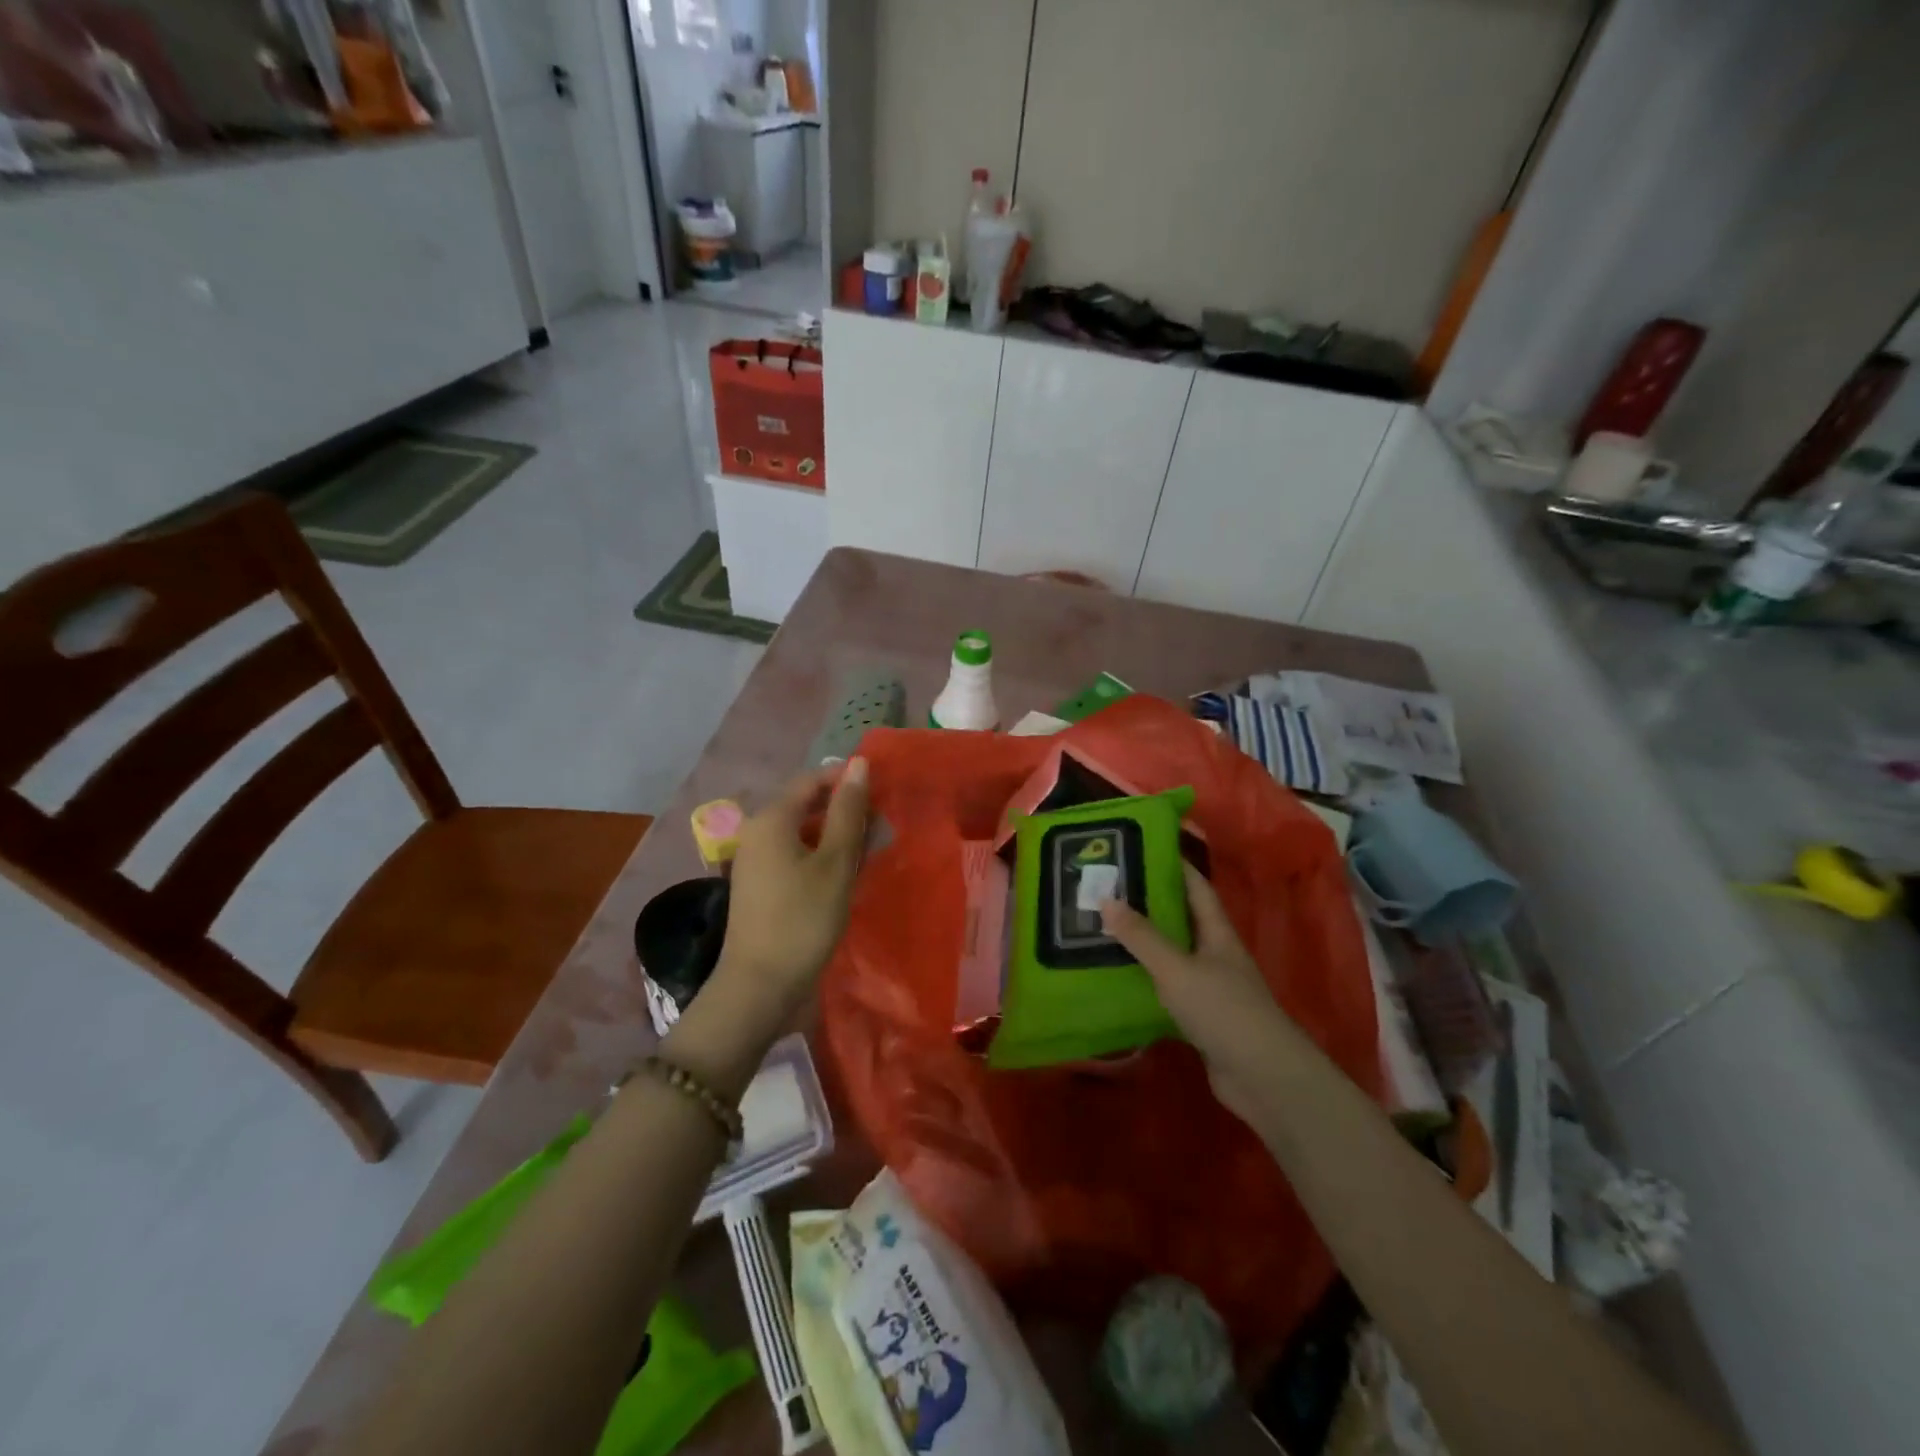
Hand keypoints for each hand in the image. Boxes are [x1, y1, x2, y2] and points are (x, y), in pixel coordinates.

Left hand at [710, 758, 869, 1026]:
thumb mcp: (835, 863)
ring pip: (802, 832)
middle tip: (882, 827)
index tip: (882, 793)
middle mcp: (757, 831)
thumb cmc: (803, 919)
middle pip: (806, 805)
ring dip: (836, 835)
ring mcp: (755, 859)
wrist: (759, 986)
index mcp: (772, 819)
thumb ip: (848, 812)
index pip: (812, 780)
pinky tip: (845, 873)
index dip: (847, 780)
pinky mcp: (760, 884)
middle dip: (845, 810)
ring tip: (871, 850)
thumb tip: (858, 764)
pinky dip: (821, 855)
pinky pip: (794, 854)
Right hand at [1100, 864, 1296, 1121]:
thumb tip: (1106, 898)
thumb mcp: (1176, 968)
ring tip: (1104, 928)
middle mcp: (1216, 954)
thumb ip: (1142, 936)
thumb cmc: (1223, 1010)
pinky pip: (1168, 988)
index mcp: (1217, 932)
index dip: (1173, 865)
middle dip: (1149, 903)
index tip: (1140, 849)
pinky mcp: (1202, 1017)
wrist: (1263, 1078)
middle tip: (1108, 889)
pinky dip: (1146, 980)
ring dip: (1144, 943)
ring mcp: (1211, 987)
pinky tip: (1118, 978)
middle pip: (1181, 919)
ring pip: (1173, 954)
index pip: (1196, 886)